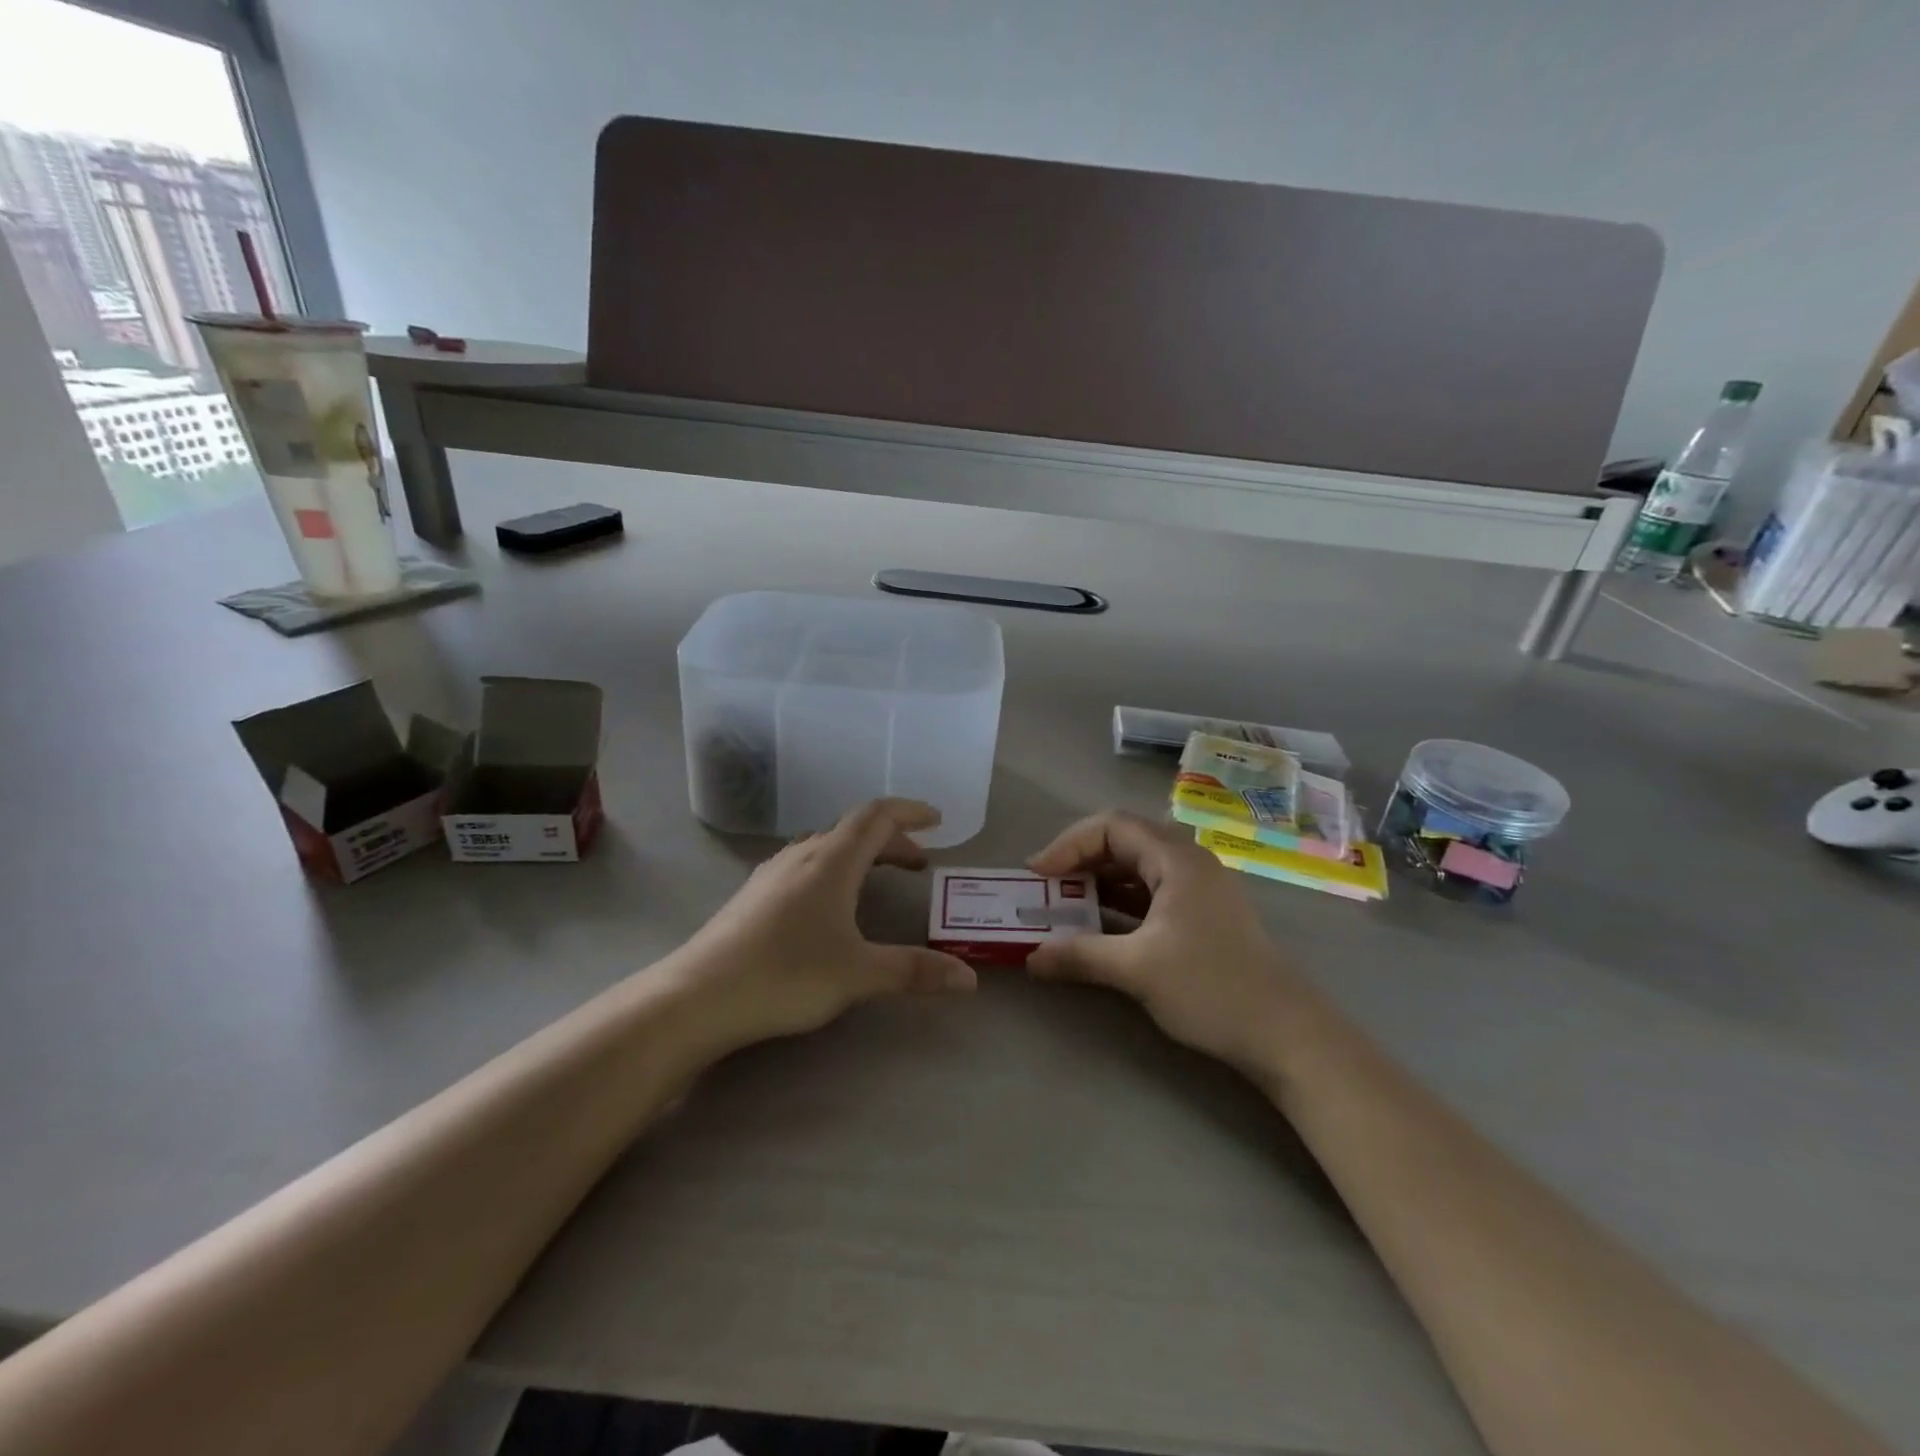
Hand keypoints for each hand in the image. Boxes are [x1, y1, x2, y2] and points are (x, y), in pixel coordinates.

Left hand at [670, 799, 976, 1049]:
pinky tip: (829, 904)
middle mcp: (802, 856)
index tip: (938, 820)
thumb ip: (914, 972)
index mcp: (832, 861)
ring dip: (860, 855)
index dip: (910, 812)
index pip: (877, 816)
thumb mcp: (859, 974)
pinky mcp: (753, 896)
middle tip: (918, 863)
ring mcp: (772, 873)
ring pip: (826, 847)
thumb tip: (969, 979)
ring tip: (880, 878)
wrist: (698, 997)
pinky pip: (805, 866)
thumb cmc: (786, 975)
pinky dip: (834, 870)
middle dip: (891, 840)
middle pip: (853, 830)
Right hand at [1025, 811, 1315, 1081]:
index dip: (1068, 844)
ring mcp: (1199, 890)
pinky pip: (1151, 895)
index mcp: (1177, 859)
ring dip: (1099, 884)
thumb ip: (1079, 956)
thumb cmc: (1211, 987)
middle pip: (1124, 842)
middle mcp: (1189, 863)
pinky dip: (1119, 904)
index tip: (1038, 875)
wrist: (1286, 1034)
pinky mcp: (1202, 916)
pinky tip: (1099, 928)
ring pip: (1137, 870)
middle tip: (1047, 889)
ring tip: (1065, 907)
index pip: (1111, 826)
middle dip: (1080, 861)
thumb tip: (1030, 958)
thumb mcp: (1137, 969)